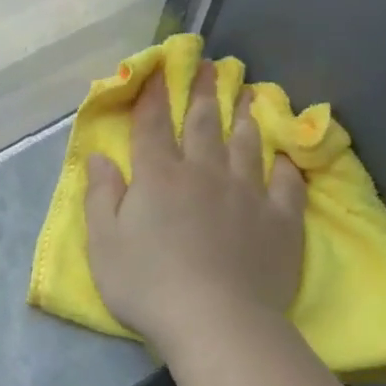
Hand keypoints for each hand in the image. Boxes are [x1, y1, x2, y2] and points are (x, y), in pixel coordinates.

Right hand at [86, 63, 305, 359]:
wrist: (215, 320)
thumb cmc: (148, 285)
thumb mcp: (104, 244)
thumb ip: (100, 197)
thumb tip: (99, 157)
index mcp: (158, 178)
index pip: (153, 127)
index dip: (154, 97)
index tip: (160, 70)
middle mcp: (204, 174)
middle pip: (204, 124)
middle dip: (204, 92)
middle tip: (211, 66)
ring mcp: (247, 194)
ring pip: (247, 145)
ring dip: (247, 116)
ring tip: (250, 94)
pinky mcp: (279, 219)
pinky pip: (285, 183)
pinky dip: (283, 165)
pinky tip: (284, 156)